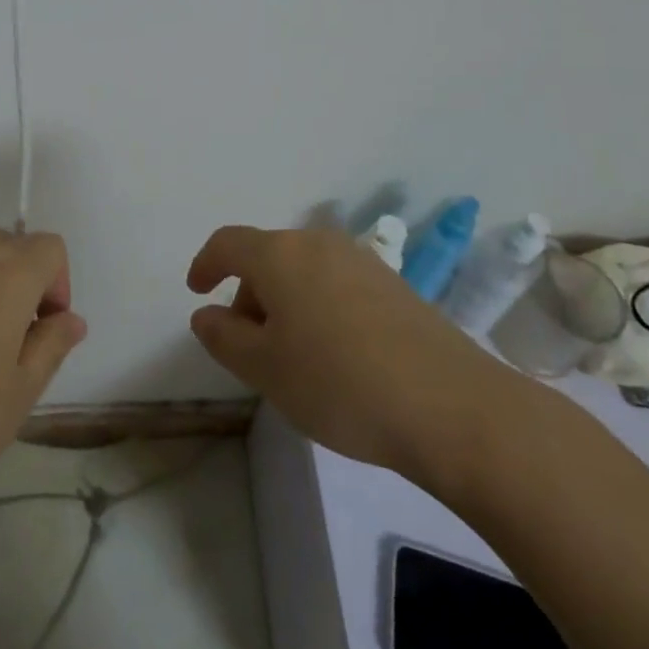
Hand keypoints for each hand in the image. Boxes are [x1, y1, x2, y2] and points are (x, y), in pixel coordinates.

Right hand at [187, 226, 542, 495]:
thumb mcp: (265, 370)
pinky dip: (319, 308)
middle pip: (267, 257)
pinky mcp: (394, 284)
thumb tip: (207, 315)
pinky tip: (336, 356)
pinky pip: (337, 285)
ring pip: (303, 271)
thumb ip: (224, 337)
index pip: (228, 243)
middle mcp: (318, 243)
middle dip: (248, 294)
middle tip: (248, 345)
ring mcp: (361, 260)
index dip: (206, 263)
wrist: (451, 405)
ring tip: (293, 357)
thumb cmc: (339, 383)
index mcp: (280, 254)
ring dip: (285, 303)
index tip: (197, 290)